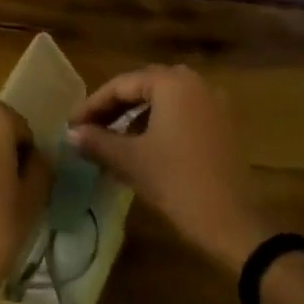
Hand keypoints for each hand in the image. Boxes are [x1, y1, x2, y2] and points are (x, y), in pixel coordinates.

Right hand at [69, 65, 273, 274]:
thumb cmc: (176, 182)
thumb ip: (97, 141)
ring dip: (135, 115)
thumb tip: (71, 134)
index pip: (122, 84)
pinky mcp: (222, 124)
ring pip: (164, 100)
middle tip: (88, 129)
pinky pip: (182, 112)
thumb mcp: (131, 160)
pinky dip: (158, 122)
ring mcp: (213, 102)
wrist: (231, 221)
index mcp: (173, 83)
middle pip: (144, 86)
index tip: (71, 126)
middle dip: (114, 107)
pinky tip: (142, 146)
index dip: (93, 104)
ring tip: (111, 139)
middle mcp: (196, 83)